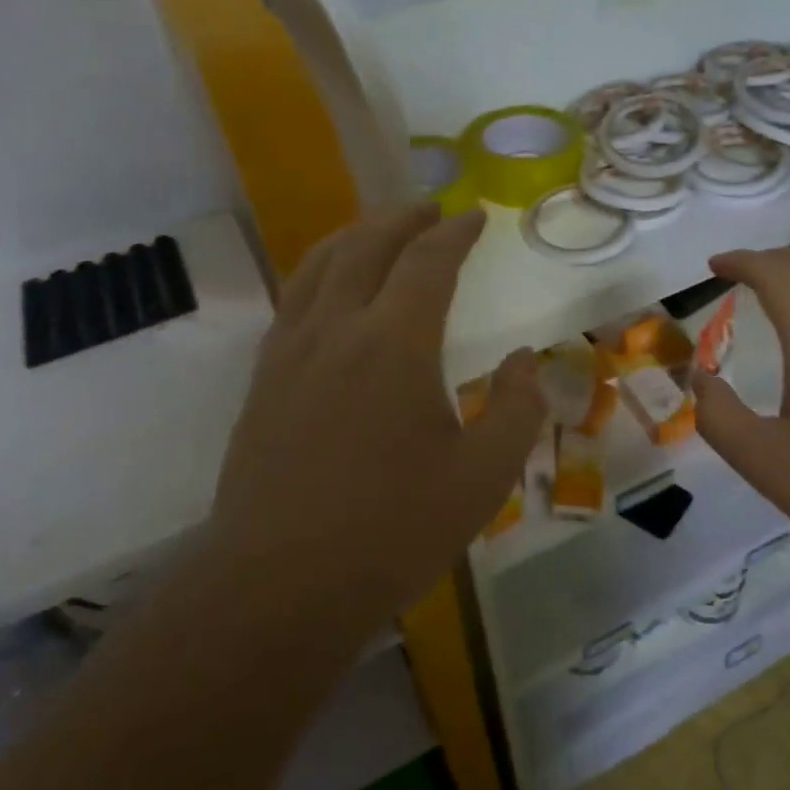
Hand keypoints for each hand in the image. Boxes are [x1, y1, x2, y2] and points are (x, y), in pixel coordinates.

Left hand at [207, 204, 545, 615]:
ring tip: (377, 230)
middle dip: (401, 219)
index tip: (474, 217)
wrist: (280, 582)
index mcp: (395, 343)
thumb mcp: (482, 477)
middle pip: (366, 246)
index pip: (427, 262)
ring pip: (318, 266)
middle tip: (427, 208)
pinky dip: (318, 273)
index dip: (454, 233)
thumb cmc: (392, 529)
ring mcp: (290, 351)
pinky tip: (328, 290)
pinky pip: (292, 300)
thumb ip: (517, 409)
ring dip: (353, 236)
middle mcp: (336, 329)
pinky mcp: (262, 380)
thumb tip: (527, 359)